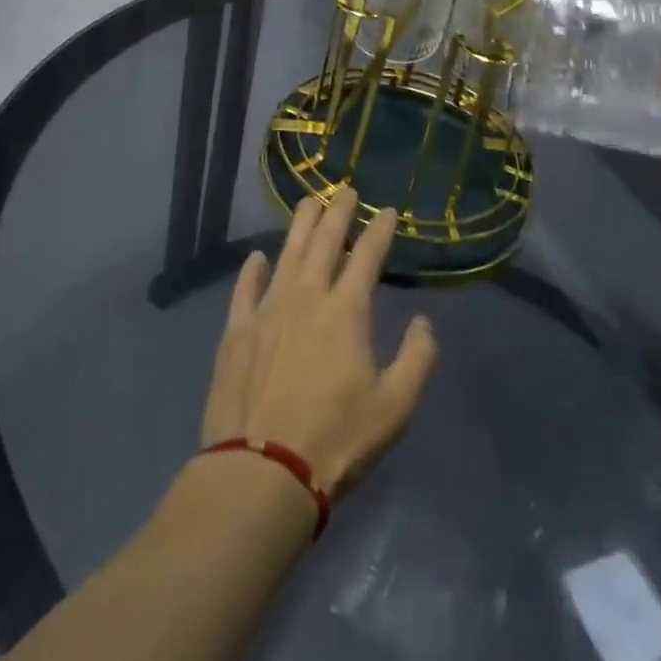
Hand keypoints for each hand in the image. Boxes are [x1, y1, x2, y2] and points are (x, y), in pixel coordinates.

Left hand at [200, 187, 438, 495]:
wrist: (262, 471)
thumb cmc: (336, 441)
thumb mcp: (395, 408)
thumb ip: (418, 359)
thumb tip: (424, 322)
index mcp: (346, 311)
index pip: (367, 256)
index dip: (379, 229)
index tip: (387, 210)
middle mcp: (306, 297)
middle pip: (324, 242)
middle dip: (337, 212)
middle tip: (344, 190)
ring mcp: (267, 310)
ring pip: (287, 254)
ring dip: (299, 225)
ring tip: (308, 202)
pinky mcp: (236, 331)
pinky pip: (245, 289)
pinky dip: (252, 269)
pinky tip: (257, 257)